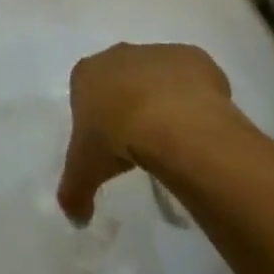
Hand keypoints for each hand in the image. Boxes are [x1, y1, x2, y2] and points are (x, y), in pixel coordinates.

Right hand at [57, 43, 231, 225]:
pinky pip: (193, 77)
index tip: (110, 142)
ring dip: (164, 98)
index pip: (86, 90)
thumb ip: (74, 193)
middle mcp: (119, 55)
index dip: (98, 115)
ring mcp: (157, 52)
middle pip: (122, 78)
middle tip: (142, 139)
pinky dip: (196, 95)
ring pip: (158, 75)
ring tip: (175, 136)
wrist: (171, 122)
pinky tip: (199, 122)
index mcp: (86, 73)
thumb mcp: (85, 172)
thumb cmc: (115, 138)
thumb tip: (76, 220)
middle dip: (130, 102)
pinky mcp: (192, 57)